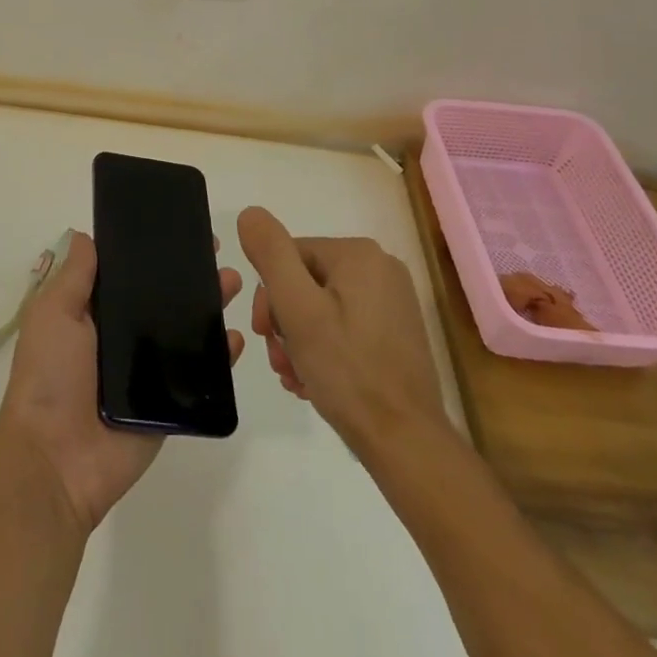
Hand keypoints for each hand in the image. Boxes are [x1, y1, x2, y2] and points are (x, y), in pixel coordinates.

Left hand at [0, 231, 243, 533]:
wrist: (56, 460)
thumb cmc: (49, 377)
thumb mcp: (53, 314)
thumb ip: (75, 276)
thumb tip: (87, 235)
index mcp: (95, 316)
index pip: (129, 277)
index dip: (152, 254)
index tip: (178, 231)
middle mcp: (123, 340)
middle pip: (163, 301)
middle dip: (189, 277)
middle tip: (216, 253)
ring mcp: (148, 373)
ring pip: (185, 333)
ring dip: (210, 307)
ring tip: (231, 283)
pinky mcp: (170, 405)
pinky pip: (200, 377)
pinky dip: (219, 357)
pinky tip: (234, 337)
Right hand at [237, 206, 445, 460]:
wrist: (406, 442)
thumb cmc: (347, 372)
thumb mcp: (297, 308)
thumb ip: (271, 254)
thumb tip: (250, 214)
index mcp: (359, 254)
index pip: (289, 257)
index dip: (269, 296)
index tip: (265, 335)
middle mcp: (381, 267)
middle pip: (306, 281)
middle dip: (285, 321)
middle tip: (280, 361)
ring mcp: (393, 301)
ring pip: (323, 306)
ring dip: (299, 339)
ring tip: (295, 377)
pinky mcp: (397, 331)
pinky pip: (345, 325)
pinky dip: (324, 348)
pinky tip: (314, 380)